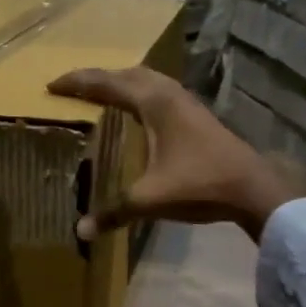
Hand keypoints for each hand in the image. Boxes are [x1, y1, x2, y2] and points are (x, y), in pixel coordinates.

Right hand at [47, 67, 305, 241]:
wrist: (254, 188)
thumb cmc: (200, 184)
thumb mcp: (151, 199)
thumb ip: (114, 212)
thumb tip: (80, 231)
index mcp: (154, 103)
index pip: (107, 84)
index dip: (78, 83)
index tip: (51, 85)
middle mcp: (169, 94)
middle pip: (127, 74)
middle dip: (97, 77)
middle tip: (72, 86)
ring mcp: (186, 102)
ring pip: (147, 80)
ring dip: (121, 81)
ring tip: (101, 92)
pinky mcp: (197, 115)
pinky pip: (159, 91)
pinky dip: (140, 92)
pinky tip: (139, 111)